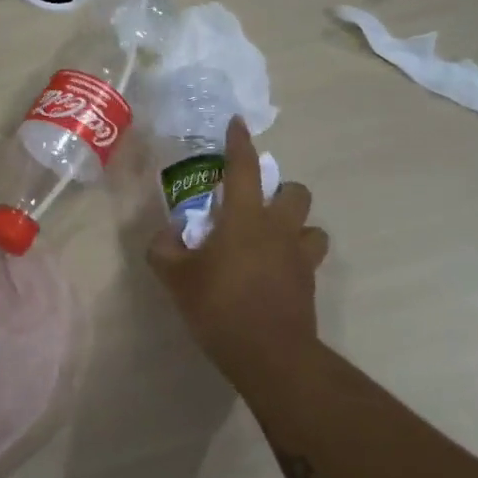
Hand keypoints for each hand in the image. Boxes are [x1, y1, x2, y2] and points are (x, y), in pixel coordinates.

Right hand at [148, 117, 328, 389]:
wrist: (269, 354)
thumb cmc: (219, 307)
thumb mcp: (176, 278)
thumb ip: (164, 249)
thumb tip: (168, 233)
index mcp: (245, 218)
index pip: (244, 168)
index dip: (240, 143)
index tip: (238, 124)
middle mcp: (279, 228)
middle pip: (295, 191)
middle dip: (280, 189)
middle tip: (256, 206)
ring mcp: (300, 256)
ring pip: (312, 224)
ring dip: (295, 224)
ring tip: (273, 239)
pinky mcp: (309, 282)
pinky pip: (309, 257)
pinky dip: (296, 255)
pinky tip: (277, 270)